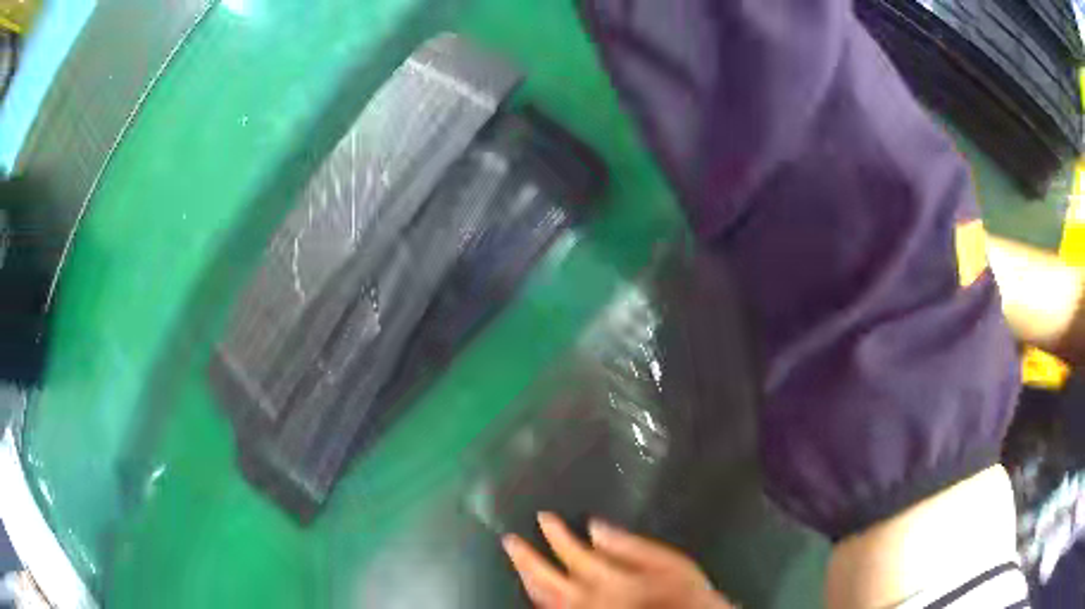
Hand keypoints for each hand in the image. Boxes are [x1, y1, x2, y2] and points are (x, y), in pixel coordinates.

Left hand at [501, 512, 734, 607]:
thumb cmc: (686, 594)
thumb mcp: (671, 563)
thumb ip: (632, 546)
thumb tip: (595, 527)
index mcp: (609, 581)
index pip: (573, 553)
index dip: (555, 533)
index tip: (542, 516)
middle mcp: (587, 601)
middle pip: (546, 578)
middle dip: (526, 557)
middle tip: (509, 539)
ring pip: (543, 598)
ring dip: (526, 577)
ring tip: (516, 559)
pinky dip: (538, 598)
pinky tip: (534, 588)